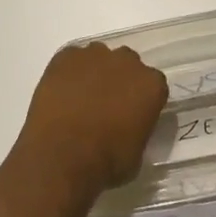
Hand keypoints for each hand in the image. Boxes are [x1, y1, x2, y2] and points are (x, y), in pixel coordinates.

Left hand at [12, 42, 168, 197]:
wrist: (61, 155)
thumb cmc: (106, 162)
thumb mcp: (137, 153)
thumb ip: (138, 128)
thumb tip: (129, 125)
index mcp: (151, 85)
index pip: (154, 84)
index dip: (142, 99)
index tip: (133, 114)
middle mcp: (126, 62)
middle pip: (127, 64)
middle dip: (120, 79)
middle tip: (107, 105)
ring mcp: (94, 55)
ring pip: (99, 57)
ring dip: (95, 72)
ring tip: (81, 98)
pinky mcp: (66, 56)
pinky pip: (72, 59)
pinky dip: (69, 72)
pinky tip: (62, 93)